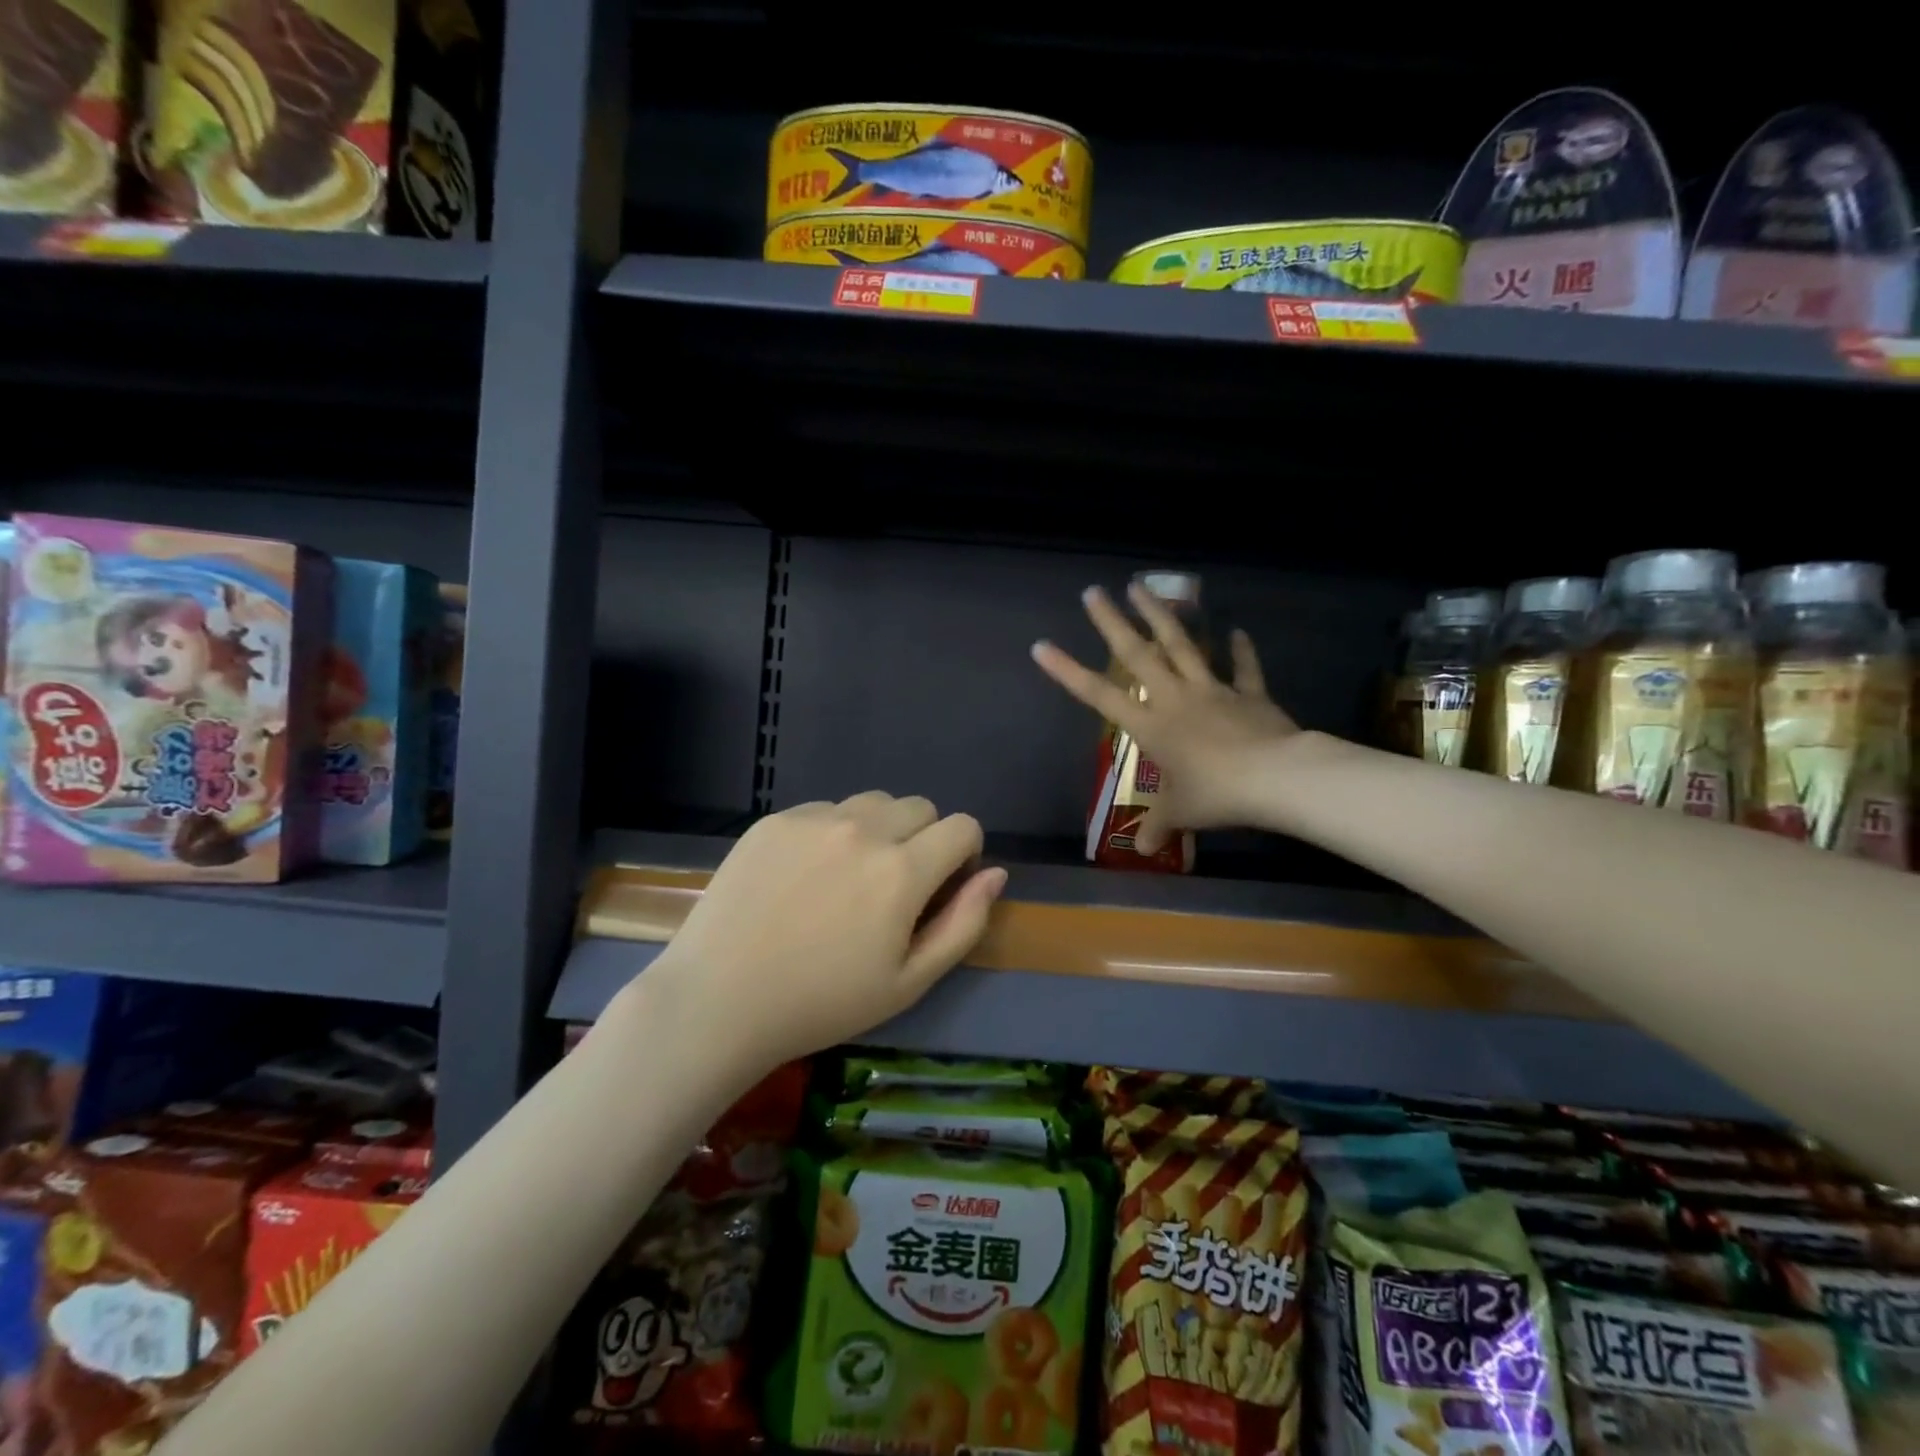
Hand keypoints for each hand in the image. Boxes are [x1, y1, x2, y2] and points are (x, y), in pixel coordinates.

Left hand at [647, 794, 1006, 1069]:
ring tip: (849, 877)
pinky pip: (825, 810)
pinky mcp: (774, 820)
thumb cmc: (822, 1003)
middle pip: (921, 807)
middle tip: (893, 887)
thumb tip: (995, 874)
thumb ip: (963, 923)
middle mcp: (863, 829)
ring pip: (873, 803)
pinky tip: (805, 876)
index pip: (963, 826)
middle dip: (924, 839)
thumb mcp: (909, 981)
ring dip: (880, 829)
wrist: (719, 1000)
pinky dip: (832, 832)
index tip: (943, 885)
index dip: (964, 854)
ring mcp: (814, 819)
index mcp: (902, 870)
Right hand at [1031, 584, 1299, 853]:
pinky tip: (1236, 630)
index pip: (1099, 695)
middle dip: (1112, 622)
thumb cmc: (1216, 794)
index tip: (1042, 646)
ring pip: (1182, 645)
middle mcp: (1175, 698)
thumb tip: (1143, 849)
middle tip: (1093, 592)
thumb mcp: (1182, 813)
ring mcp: (1212, 690)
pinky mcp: (1248, 693)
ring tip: (1142, 586)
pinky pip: (1243, 668)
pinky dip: (1240, 650)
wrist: (1276, 778)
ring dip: (1161, 615)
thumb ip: (1160, 825)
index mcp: (1151, 725)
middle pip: (1138, 654)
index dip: (1068, 672)